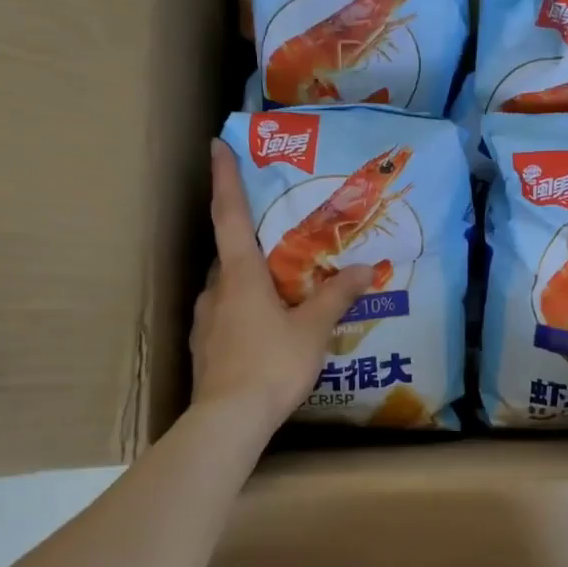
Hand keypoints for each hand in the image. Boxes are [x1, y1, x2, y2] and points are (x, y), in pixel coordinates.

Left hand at [191, 140, 376, 435]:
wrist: (228, 421)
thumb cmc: (271, 364)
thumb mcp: (313, 329)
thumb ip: (337, 295)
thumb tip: (363, 269)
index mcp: (240, 275)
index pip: (229, 214)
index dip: (225, 178)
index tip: (217, 145)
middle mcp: (215, 289)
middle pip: (230, 252)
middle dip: (249, 239)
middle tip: (278, 237)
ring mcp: (205, 319)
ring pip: (227, 286)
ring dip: (249, 279)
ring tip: (280, 288)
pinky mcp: (204, 346)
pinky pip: (225, 314)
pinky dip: (244, 309)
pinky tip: (265, 328)